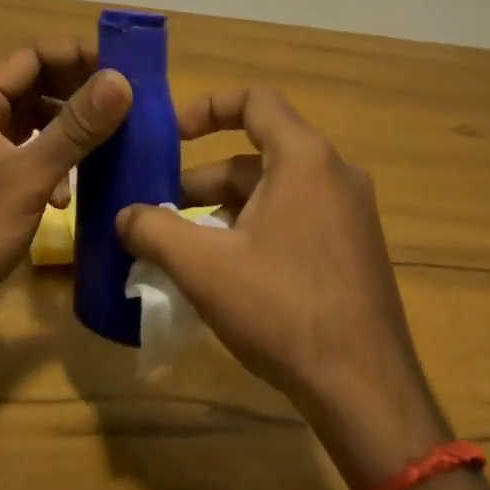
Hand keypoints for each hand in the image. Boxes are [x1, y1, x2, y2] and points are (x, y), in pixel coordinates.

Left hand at [0, 40, 131, 339]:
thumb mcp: (29, 176)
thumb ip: (76, 128)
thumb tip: (121, 81)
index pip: (31, 56)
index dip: (77, 56)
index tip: (123, 69)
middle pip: (34, 84)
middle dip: (78, 94)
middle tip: (126, 105)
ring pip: (33, 119)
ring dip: (68, 130)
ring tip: (108, 142)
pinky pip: (27, 150)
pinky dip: (52, 161)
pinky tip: (67, 193)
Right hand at [115, 87, 448, 489]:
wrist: (364, 388)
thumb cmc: (282, 309)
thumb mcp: (204, 267)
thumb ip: (155, 230)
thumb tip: (125, 215)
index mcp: (305, 159)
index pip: (255, 100)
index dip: (207, 107)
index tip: (170, 135)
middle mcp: (335, 175)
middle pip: (258, 154)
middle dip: (205, 177)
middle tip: (162, 209)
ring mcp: (350, 214)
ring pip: (275, 191)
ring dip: (225, 208)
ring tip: (184, 246)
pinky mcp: (353, 249)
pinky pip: (296, 218)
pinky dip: (255, 229)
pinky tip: (226, 273)